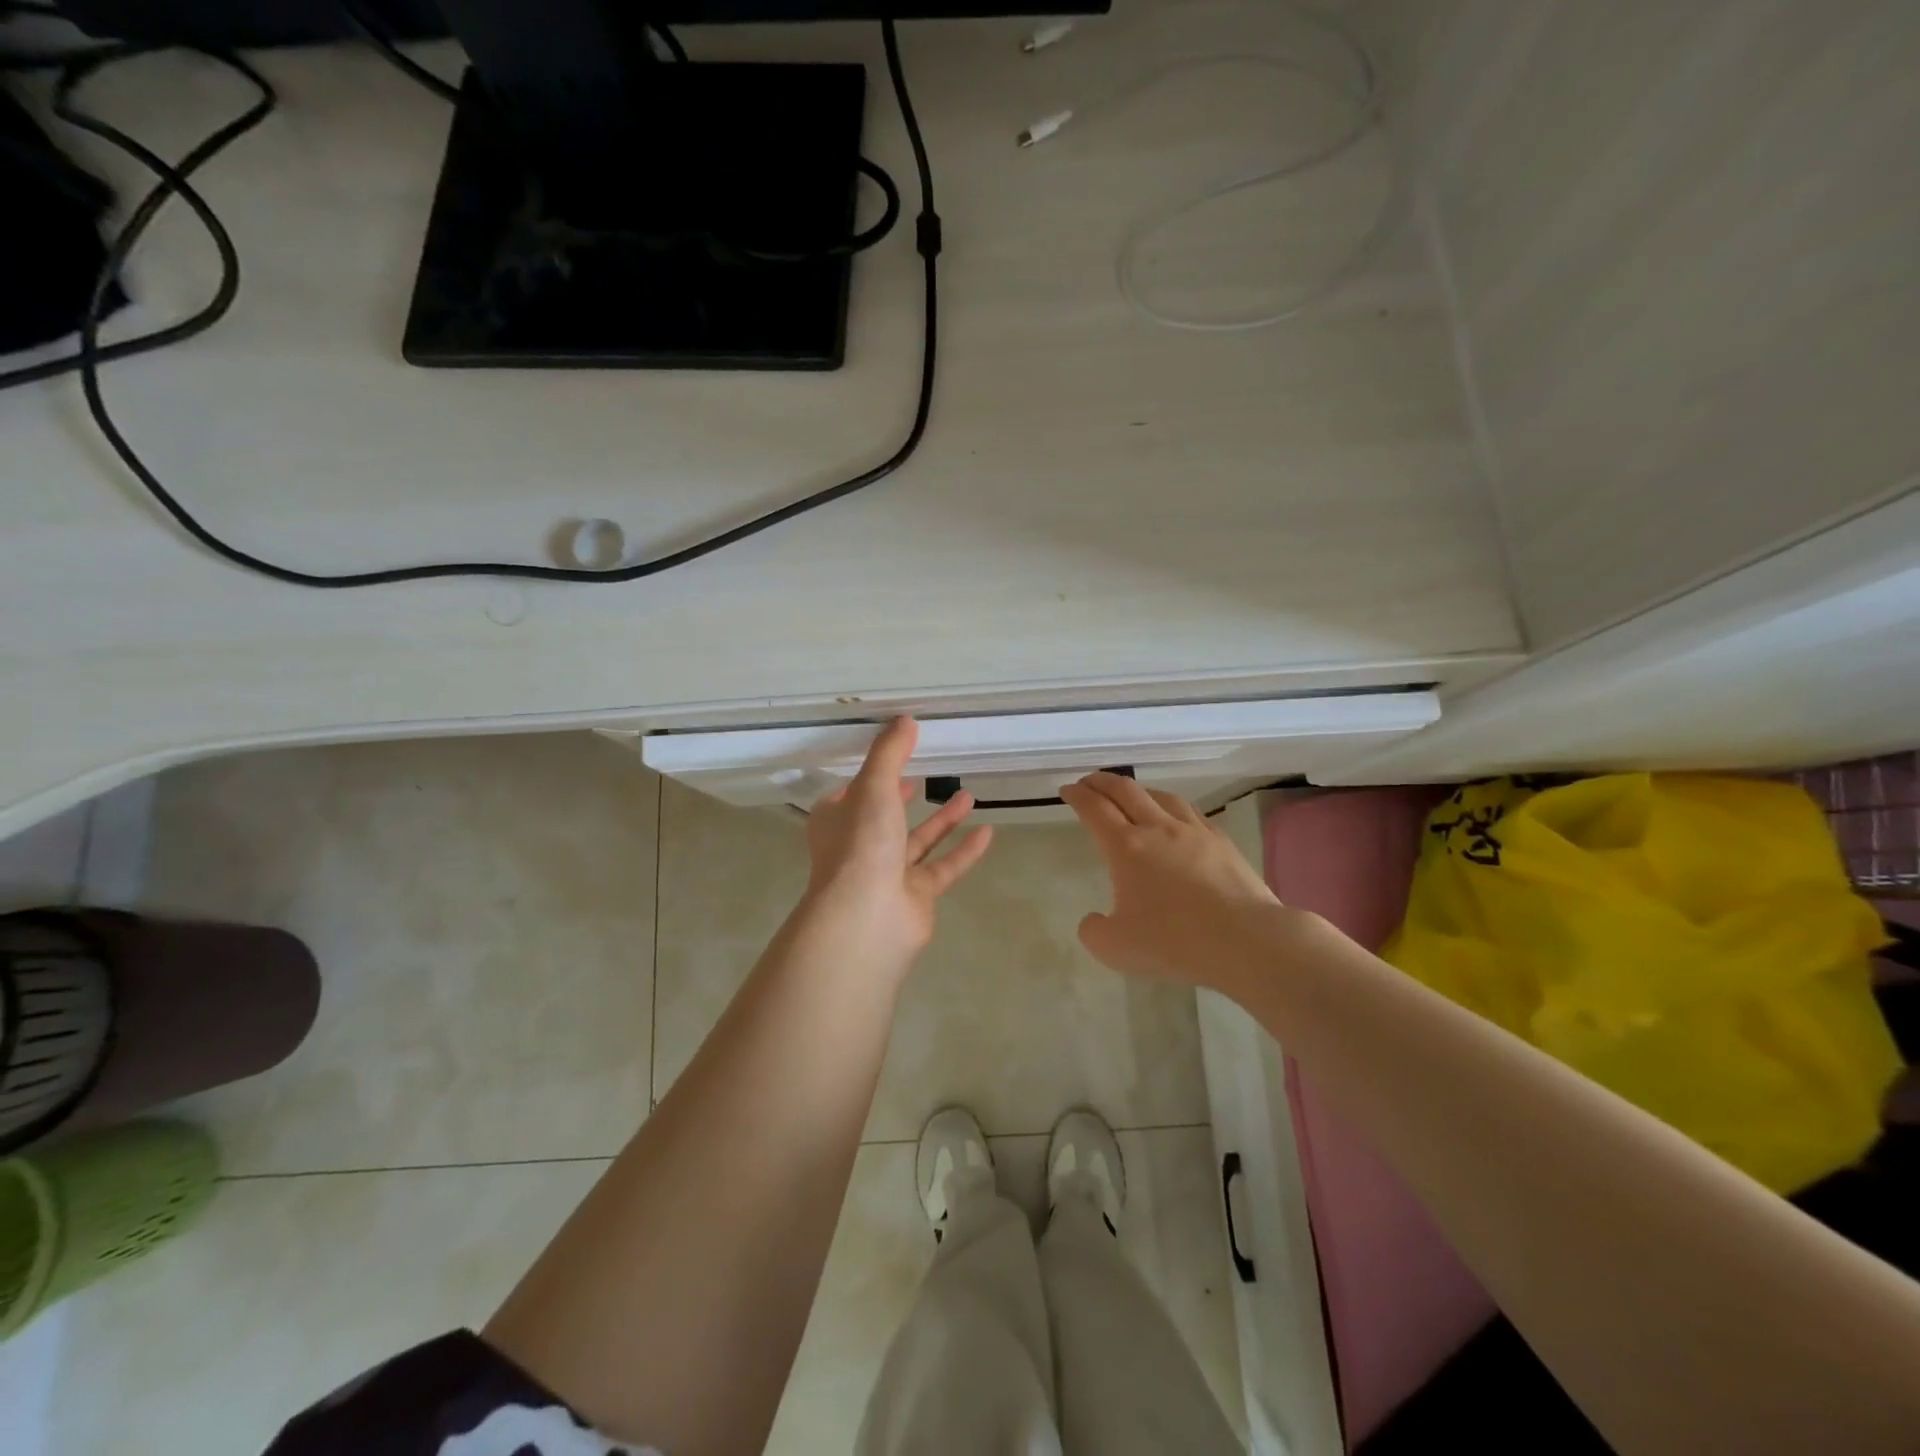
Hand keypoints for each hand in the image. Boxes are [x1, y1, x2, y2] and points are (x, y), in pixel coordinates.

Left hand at [796, 718, 992, 983]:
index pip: (850, 794)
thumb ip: (890, 753)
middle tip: (926, 776)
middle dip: (904, 797)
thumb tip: (905, 720)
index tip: (892, 759)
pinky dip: (964, 851)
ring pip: (917, 842)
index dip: (869, 777)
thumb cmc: (861, 844)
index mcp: (837, 821)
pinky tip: (987, 832)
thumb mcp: (874, 786)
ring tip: (969, 795)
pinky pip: (943, 868)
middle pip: (884, 817)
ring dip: (942, 819)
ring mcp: (887, 874)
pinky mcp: (916, 896)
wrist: (868, 917)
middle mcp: (859, 846)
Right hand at [1060, 772, 1280, 988]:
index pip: (1094, 809)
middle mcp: (1158, 828)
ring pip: (1161, 796)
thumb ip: (1094, 931)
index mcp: (1126, 847)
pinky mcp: (1222, 842)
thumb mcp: (1115, 948)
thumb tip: (1093, 920)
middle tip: (1089, 782)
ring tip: (1132, 794)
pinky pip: (1192, 813)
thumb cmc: (1173, 942)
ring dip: (1139, 790)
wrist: (1245, 940)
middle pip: (1126, 791)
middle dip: (1102, 782)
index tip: (1067, 790)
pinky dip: (1173, 808)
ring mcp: (1194, 832)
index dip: (1077, 796)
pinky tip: (1177, 819)